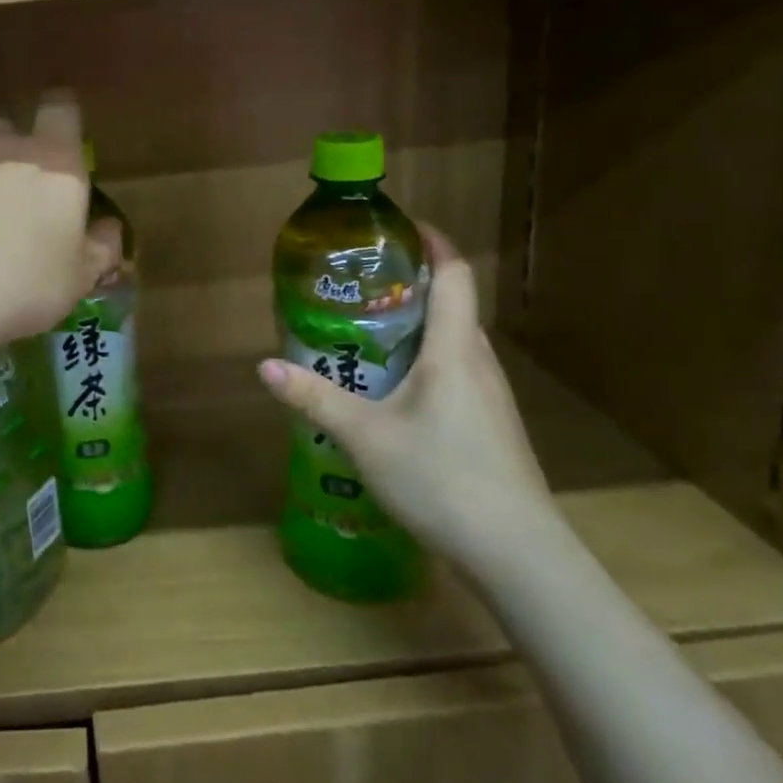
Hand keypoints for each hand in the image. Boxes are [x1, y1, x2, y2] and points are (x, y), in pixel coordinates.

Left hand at [0, 93, 121, 349]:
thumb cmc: (23, 286)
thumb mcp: (78, 279)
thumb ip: (100, 248)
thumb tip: (109, 228)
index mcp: (53, 162)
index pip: (61, 109)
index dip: (61, 115)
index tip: (58, 132)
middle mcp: (1, 145)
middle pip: (4, 126)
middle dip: (7, 148)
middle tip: (7, 189)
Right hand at [256, 227, 560, 580]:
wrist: (518, 556)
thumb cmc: (442, 479)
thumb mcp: (365, 437)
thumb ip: (315, 398)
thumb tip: (264, 367)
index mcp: (454, 350)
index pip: (454, 275)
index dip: (433, 242)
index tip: (400, 226)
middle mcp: (478, 363)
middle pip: (454, 305)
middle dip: (414, 283)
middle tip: (363, 282)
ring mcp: (491, 397)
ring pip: (455, 341)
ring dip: (420, 325)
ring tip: (370, 329)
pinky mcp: (492, 426)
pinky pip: (458, 372)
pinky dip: (427, 360)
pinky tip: (395, 389)